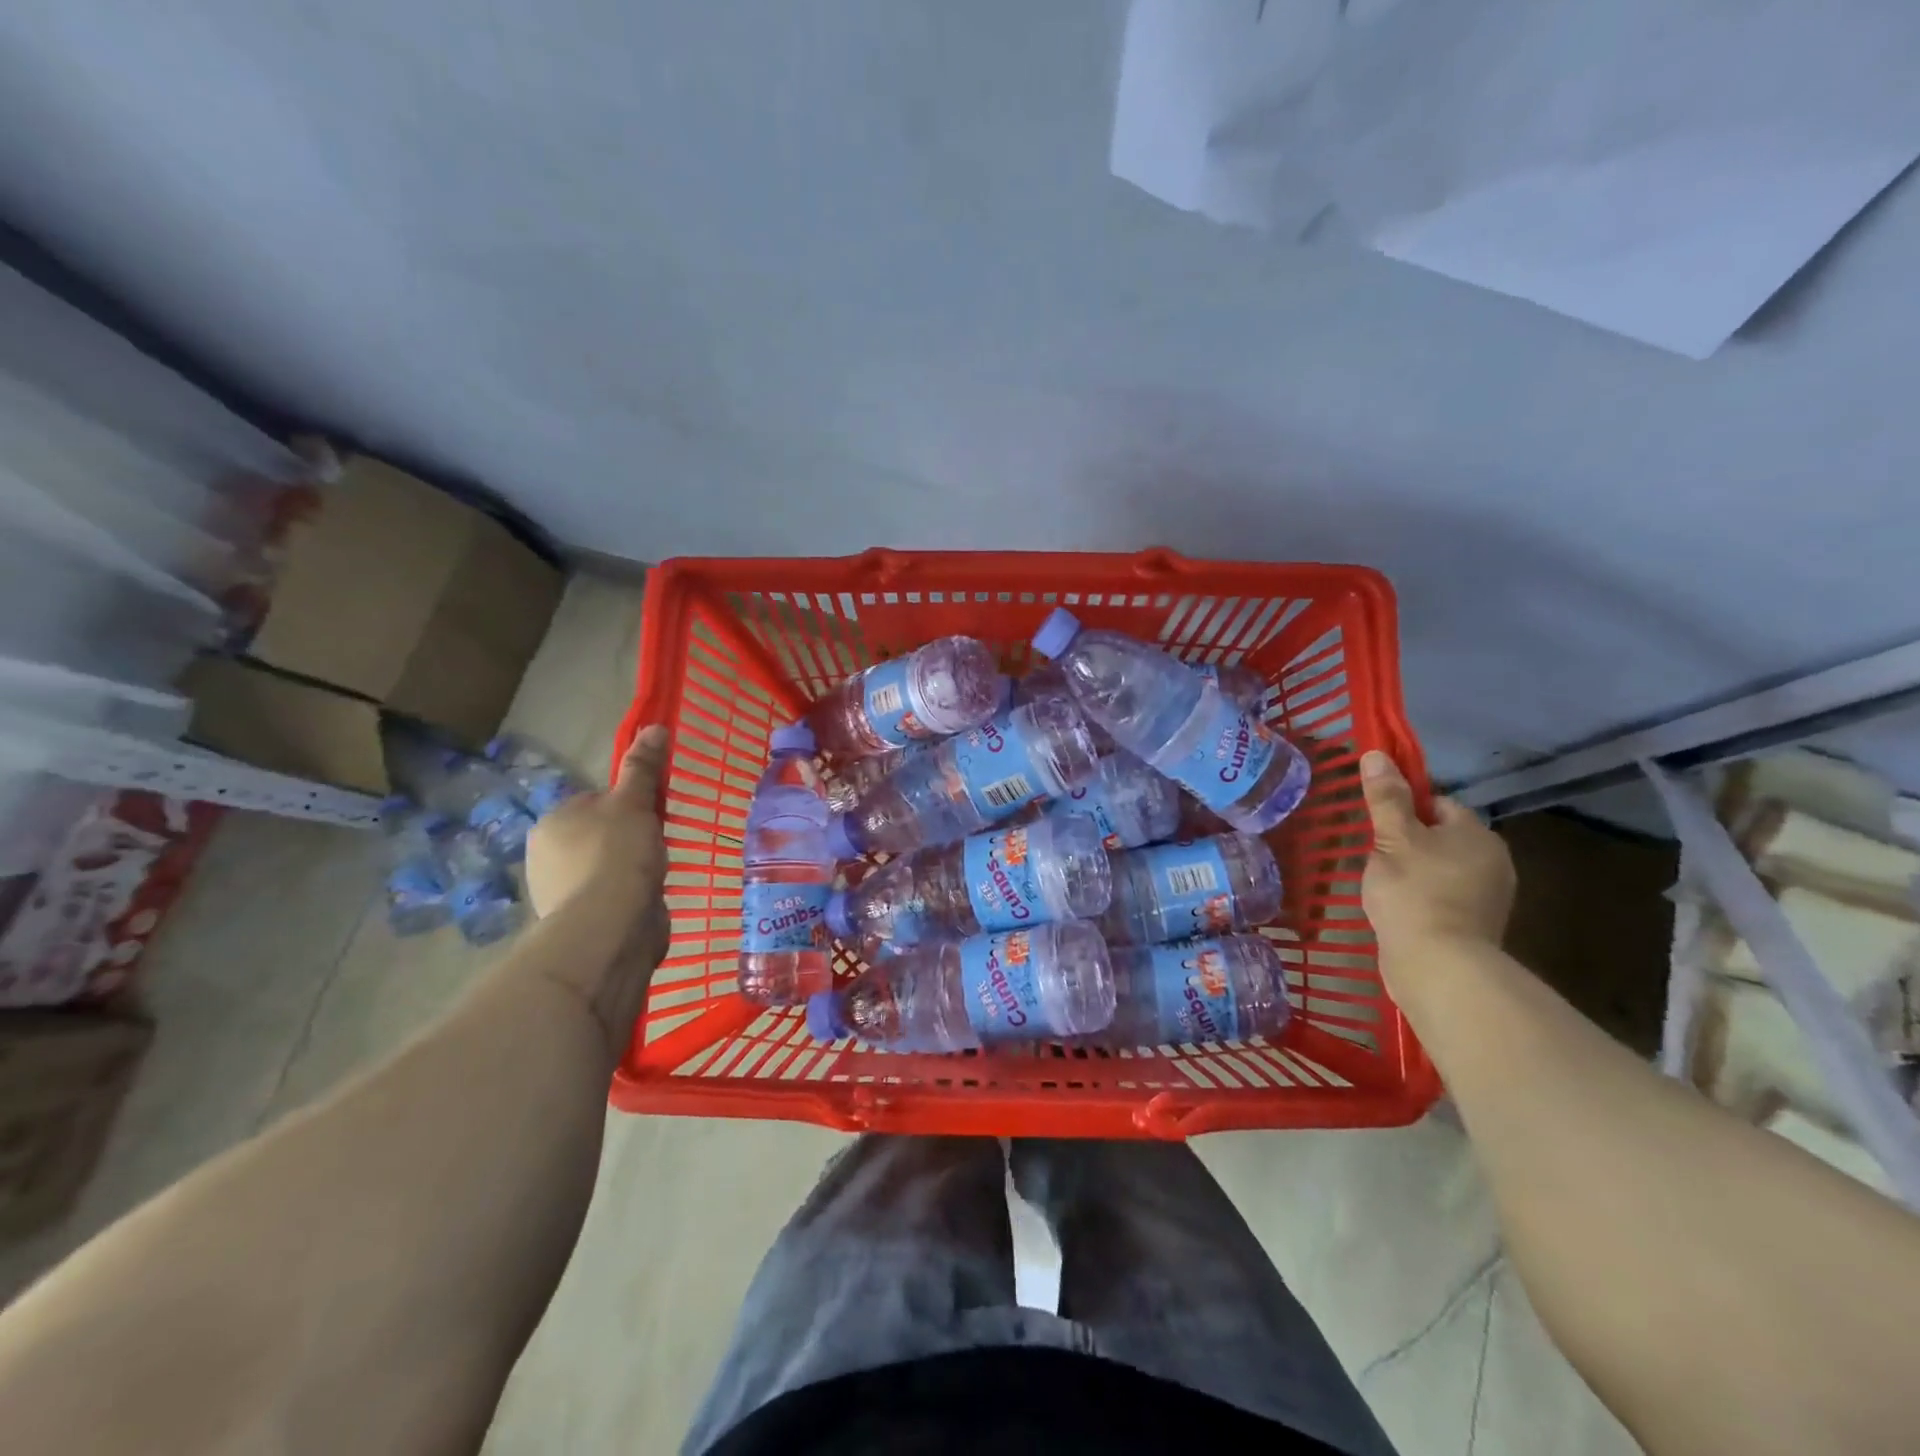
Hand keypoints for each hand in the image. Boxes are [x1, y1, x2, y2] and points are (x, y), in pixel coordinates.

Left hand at [526, 725, 670, 977]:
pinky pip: (608, 897)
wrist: (610, 926)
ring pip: (604, 867)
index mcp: (552, 820)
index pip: (594, 801)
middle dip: (627, 839)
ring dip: (628, 870)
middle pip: (599, 834)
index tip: (652, 814)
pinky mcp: (578, 921)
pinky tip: (645, 900)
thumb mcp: (635, 802)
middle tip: (657, 845)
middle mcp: (546, 854)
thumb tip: (655, 726)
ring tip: (655, 874)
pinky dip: (626, 897)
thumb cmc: (618, 854)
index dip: (628, 805)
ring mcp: (559, 891)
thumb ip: (643, 767)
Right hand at [1359, 750, 1514, 966]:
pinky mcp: (1476, 926)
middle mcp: (1492, 860)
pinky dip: (1422, 899)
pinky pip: (1443, 897)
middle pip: (1440, 836)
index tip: (1378, 828)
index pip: (1437, 803)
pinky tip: (1399, 910)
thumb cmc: (1414, 892)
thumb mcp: (1392, 838)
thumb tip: (1377, 754)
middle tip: (1376, 858)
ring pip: (1440, 868)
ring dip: (1413, 872)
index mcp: (1476, 833)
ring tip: (1383, 887)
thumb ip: (1385, 798)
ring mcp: (1488, 896)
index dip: (1404, 810)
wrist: (1439, 966)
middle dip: (1408, 844)